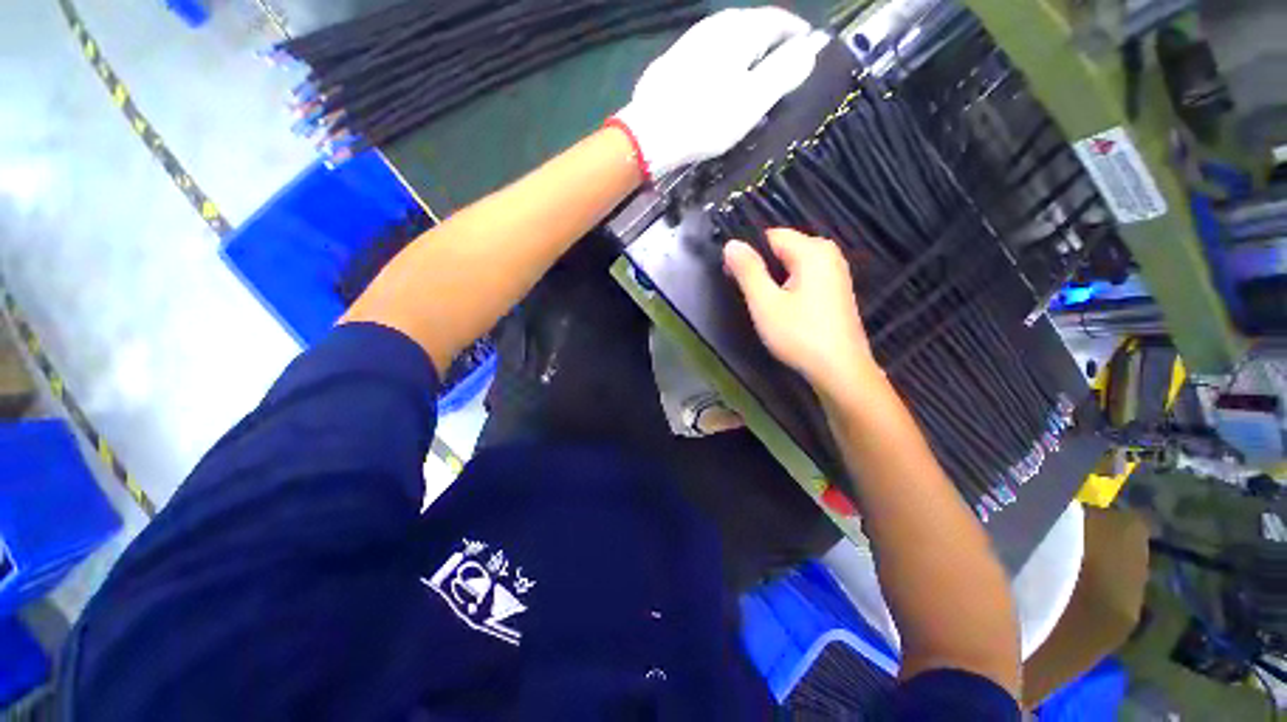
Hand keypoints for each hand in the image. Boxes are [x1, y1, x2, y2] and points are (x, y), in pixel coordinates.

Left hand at [614, 7, 828, 177]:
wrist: (650, 133)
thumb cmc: (706, 119)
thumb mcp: (753, 100)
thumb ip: (784, 72)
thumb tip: (811, 49)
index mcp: (740, 30)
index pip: (779, 20)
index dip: (797, 34)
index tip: (808, 50)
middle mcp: (715, 25)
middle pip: (753, 26)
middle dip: (772, 44)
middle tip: (782, 68)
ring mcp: (691, 41)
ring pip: (729, 40)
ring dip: (747, 55)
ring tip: (753, 78)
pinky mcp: (674, 60)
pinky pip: (709, 55)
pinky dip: (724, 65)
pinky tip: (720, 85)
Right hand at [724, 229, 878, 394]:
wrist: (840, 370)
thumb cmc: (800, 335)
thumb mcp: (765, 303)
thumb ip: (748, 271)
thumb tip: (732, 243)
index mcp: (813, 251)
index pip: (771, 236)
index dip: (748, 253)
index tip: (733, 277)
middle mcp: (828, 254)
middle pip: (783, 249)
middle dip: (762, 268)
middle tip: (751, 297)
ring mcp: (835, 273)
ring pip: (793, 265)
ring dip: (774, 281)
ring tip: (765, 306)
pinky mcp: (836, 291)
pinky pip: (805, 278)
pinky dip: (789, 288)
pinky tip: (785, 311)